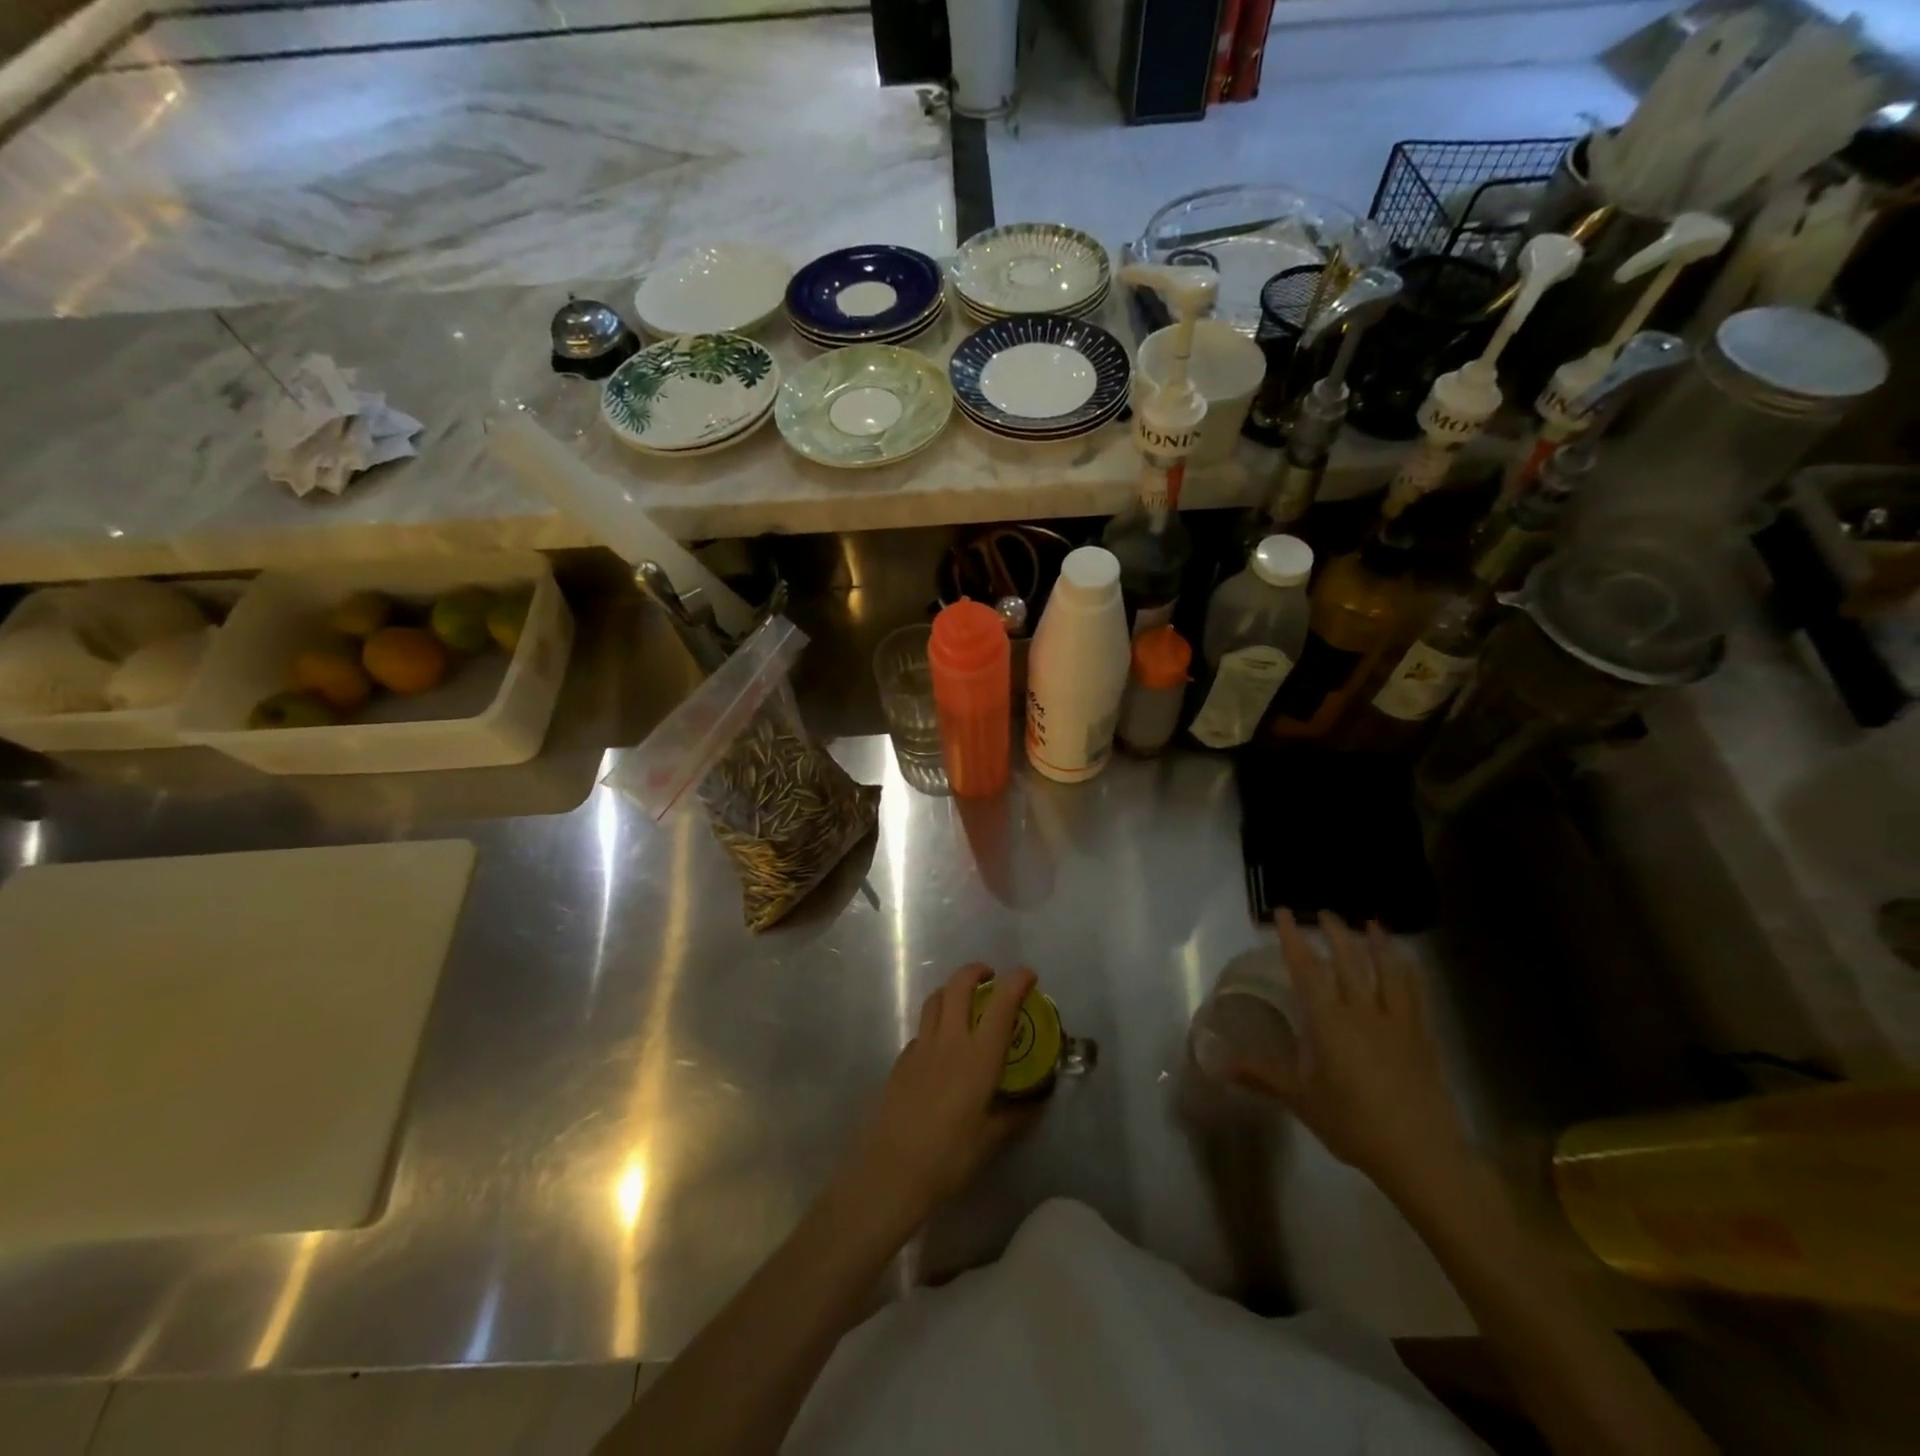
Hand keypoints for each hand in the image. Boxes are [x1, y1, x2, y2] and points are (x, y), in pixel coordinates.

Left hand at [839, 963, 1036, 1232]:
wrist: (890, 1172)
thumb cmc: (948, 1157)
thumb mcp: (990, 1140)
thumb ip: (1015, 1116)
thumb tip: (1036, 1103)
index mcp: (978, 1056)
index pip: (1001, 1004)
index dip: (1016, 982)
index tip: (1028, 975)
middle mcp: (949, 1040)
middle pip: (959, 985)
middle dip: (976, 972)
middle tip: (990, 978)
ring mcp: (920, 1047)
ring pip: (935, 999)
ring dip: (952, 990)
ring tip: (964, 1002)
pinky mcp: (901, 1061)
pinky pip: (922, 1029)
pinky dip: (936, 1024)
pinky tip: (941, 1048)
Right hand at [1231, 910, 1472, 1208]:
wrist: (1422, 1156)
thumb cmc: (1354, 1125)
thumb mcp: (1302, 1100)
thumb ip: (1263, 1075)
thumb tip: (1221, 1064)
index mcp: (1329, 1022)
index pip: (1306, 969)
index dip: (1293, 938)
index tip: (1283, 914)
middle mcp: (1363, 1012)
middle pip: (1349, 960)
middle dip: (1334, 932)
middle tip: (1323, 913)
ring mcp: (1397, 1022)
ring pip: (1387, 970)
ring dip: (1377, 943)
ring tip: (1371, 924)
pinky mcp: (1423, 1037)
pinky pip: (1416, 993)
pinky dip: (1409, 971)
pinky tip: (1407, 962)